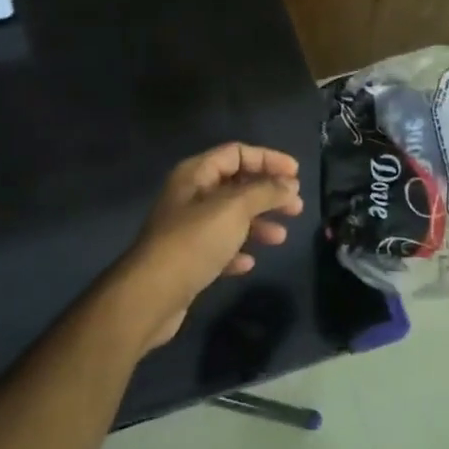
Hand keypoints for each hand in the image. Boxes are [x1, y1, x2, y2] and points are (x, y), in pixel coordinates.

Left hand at [121, 143, 304, 350]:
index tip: (297, 174)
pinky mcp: (187, 259)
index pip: (236, 153)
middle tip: (296, 207)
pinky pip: (219, 247)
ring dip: (258, 224)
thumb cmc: (194, 242)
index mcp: (195, 174)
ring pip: (230, 218)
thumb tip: (289, 184)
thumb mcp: (234, 209)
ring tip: (281, 237)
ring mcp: (187, 229)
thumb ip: (264, 192)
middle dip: (268, 194)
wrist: (151, 295)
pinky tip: (249, 263)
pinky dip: (237, 250)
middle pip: (236, 185)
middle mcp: (190, 196)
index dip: (268, 159)